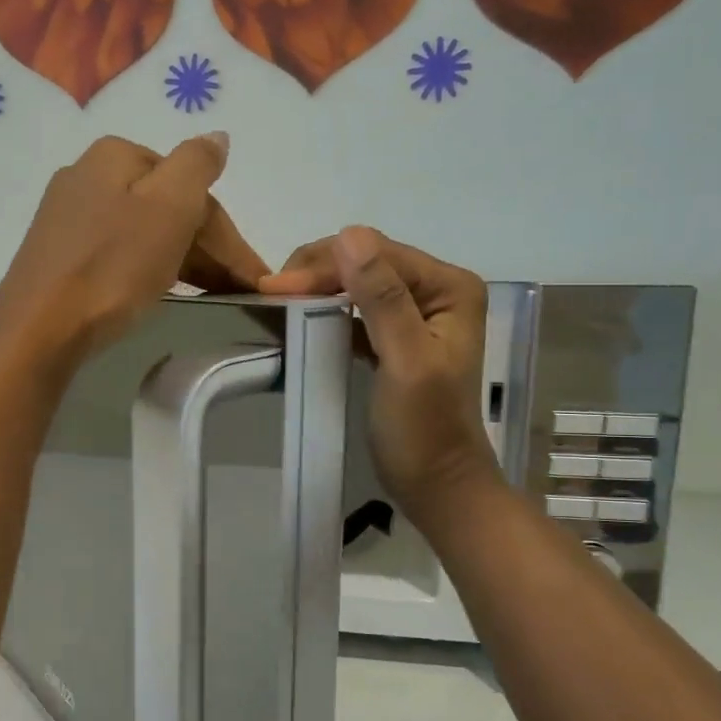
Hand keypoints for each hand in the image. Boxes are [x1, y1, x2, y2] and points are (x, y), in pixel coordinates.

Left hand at [0, 133, 266, 360]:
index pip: (193, 189)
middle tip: (239, 291)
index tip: (255, 279)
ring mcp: (69, 216)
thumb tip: (217, 138)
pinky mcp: (59, 255)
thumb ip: (198, 164)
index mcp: (117, 155)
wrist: (39, 326)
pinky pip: (119, 253)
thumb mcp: (168, 207)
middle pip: (167, 209)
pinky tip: (162, 290)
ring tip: (212, 296)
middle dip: (208, 249)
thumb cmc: (111, 266)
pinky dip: (150, 269)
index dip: (229, 237)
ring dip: (183, 260)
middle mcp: (88, 175)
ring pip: (144, 232)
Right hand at [262, 227, 496, 524]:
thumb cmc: (425, 429)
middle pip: (368, 263)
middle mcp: (438, 291)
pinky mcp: (396, 339)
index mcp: (450, 288)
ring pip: (358, 285)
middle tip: (270, 293)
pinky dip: (328, 312)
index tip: (275, 287)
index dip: (326, 265)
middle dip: (318, 272)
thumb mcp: (406, 361)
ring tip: (279, 301)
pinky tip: (303, 317)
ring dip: (319, 289)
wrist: (437, 485)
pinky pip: (357, 312)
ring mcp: (418, 315)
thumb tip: (349, 235)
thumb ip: (382, 299)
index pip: (379, 255)